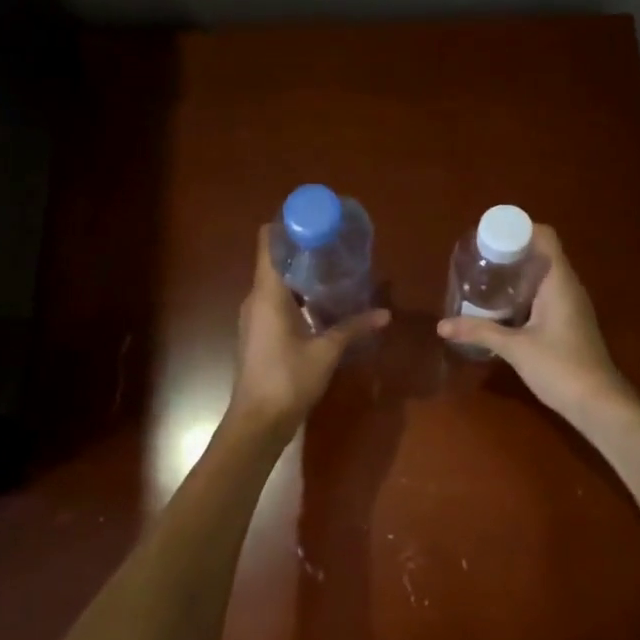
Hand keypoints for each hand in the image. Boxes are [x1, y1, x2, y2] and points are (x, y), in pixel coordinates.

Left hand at [229, 224, 389, 435]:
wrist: (258, 421)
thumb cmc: (288, 379)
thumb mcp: (326, 352)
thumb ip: (354, 328)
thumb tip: (384, 314)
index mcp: (267, 293)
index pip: (268, 242)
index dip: (286, 225)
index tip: (313, 218)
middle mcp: (256, 299)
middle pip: (274, 260)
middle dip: (302, 249)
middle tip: (334, 244)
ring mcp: (255, 317)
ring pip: (276, 283)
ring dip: (301, 275)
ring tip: (333, 270)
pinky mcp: (259, 334)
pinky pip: (277, 302)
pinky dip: (297, 296)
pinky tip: (322, 304)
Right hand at [436, 225, 632, 421]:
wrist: (598, 403)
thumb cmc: (560, 367)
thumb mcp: (515, 348)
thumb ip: (479, 332)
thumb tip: (442, 325)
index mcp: (559, 281)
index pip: (544, 236)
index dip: (518, 228)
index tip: (489, 236)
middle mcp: (568, 286)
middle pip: (541, 253)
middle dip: (511, 250)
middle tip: (478, 257)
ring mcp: (570, 305)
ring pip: (542, 275)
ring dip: (516, 273)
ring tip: (484, 277)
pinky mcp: (567, 322)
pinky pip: (544, 294)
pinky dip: (523, 292)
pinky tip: (500, 305)